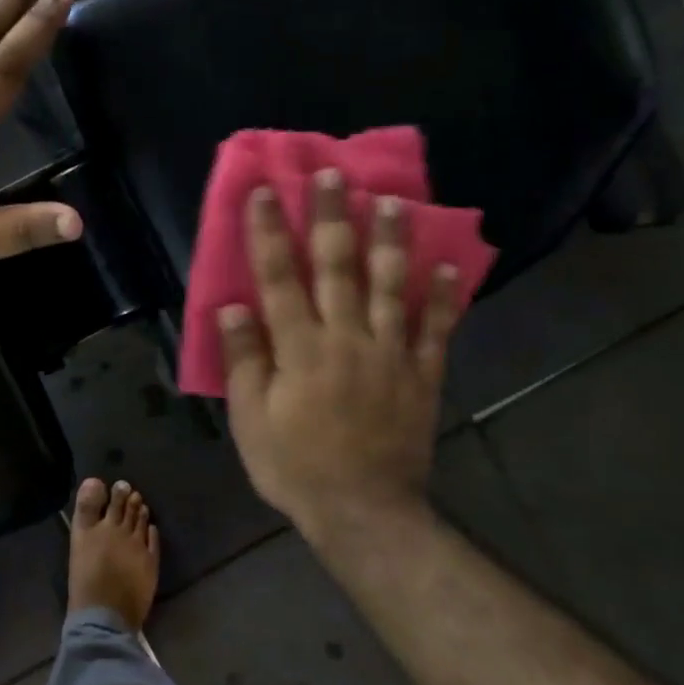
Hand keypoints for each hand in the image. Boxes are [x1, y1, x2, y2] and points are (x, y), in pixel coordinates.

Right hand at [219, 170, 463, 531]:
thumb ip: (244, 360)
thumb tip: (232, 307)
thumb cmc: (295, 465)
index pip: (279, 278)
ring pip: (392, 286)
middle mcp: (347, 338)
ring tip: (395, 202)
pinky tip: (451, 266)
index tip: (265, 190)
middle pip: (338, 267)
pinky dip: (445, 297)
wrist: (363, 511)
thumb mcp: (251, 420)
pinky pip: (437, 330)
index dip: (269, 231)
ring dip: (392, 241)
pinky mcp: (422, 375)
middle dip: (333, 217)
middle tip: (334, 174)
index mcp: (300, 348)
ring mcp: (390, 354)